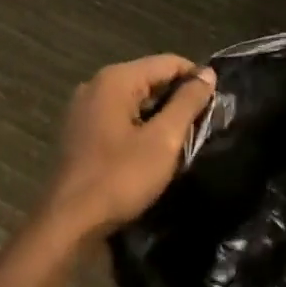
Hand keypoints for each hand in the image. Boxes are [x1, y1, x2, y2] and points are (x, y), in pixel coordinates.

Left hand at [37, 55, 215, 244]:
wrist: (68, 223)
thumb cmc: (120, 178)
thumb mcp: (164, 140)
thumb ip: (187, 102)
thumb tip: (207, 73)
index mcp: (116, 79)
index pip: (168, 62)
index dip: (197, 78)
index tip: (217, 103)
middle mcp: (96, 84)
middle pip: (149, 78)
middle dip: (177, 97)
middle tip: (203, 124)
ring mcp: (83, 108)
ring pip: (134, 99)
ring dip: (159, 114)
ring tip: (183, 137)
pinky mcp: (79, 131)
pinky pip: (118, 116)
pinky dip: (139, 125)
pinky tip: (152, 148)